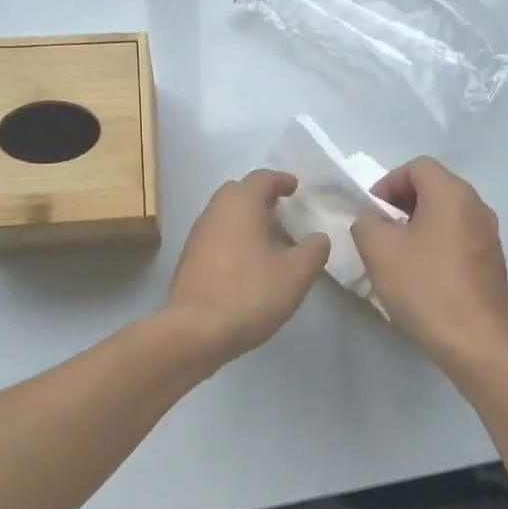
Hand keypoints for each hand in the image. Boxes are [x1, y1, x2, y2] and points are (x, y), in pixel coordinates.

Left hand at [164, 169, 329, 362]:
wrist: (196, 330)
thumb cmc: (250, 293)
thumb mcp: (296, 273)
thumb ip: (313, 250)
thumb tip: (318, 238)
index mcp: (240, 203)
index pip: (262, 178)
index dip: (282, 180)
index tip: (296, 188)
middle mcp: (214, 211)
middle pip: (239, 192)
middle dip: (261, 197)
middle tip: (283, 211)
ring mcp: (197, 236)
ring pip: (225, 215)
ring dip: (247, 220)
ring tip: (270, 238)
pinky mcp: (189, 260)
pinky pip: (216, 237)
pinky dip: (234, 239)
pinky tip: (249, 262)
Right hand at [351, 157, 507, 373]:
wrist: (472, 340)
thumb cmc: (422, 286)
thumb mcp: (378, 249)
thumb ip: (366, 221)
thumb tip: (373, 217)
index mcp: (452, 194)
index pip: (418, 166)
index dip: (388, 182)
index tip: (371, 212)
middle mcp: (477, 206)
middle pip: (435, 187)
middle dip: (402, 203)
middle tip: (380, 231)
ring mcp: (490, 235)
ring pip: (448, 214)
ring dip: (419, 224)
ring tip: (399, 254)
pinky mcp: (492, 262)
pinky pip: (459, 237)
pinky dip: (437, 243)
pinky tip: (423, 274)